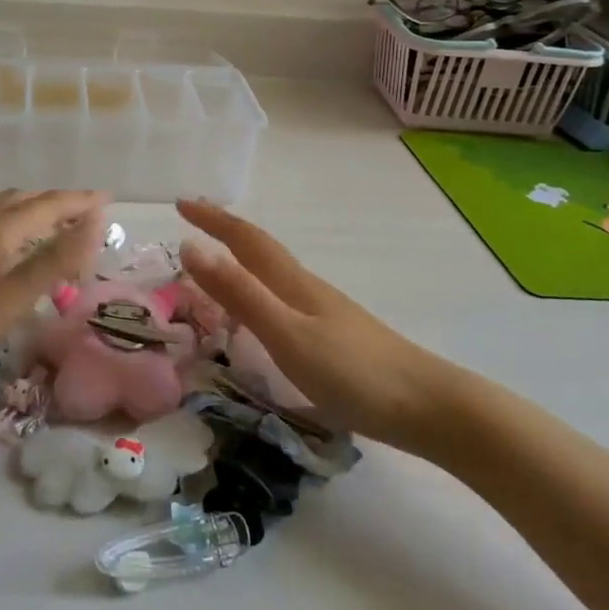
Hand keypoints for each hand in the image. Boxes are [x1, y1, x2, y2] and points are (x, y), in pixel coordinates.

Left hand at [0, 190, 108, 387]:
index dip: (80, 202)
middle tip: (84, 211)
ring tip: (46, 217)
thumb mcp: (5, 303)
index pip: (48, 205)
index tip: (108, 199)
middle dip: (57, 202)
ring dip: (28, 206)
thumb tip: (94, 226)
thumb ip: (51, 264)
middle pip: (22, 199)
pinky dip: (3, 217)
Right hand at [177, 199, 449, 449]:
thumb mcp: (286, 333)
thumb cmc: (352, 372)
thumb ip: (239, 293)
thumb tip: (190, 246)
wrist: (427, 406)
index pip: (245, 239)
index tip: (181, 203)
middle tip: (193, 221)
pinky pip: (283, 295)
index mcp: (291, 282)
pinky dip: (260, 287)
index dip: (213, 219)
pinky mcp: (335, 334)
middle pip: (260, 249)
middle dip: (225, 231)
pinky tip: (263, 309)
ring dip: (241, 257)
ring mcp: (324, 310)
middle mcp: (306, 287)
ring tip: (218, 260)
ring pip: (273, 272)